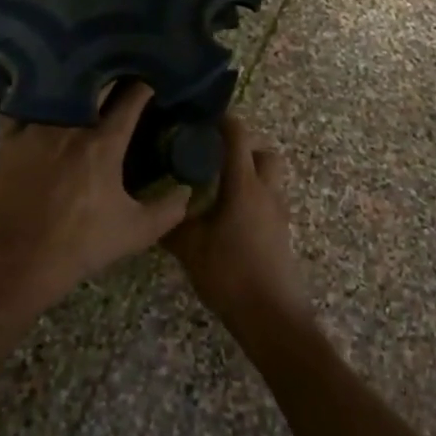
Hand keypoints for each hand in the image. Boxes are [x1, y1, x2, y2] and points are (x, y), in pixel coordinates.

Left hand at [0, 83, 189, 311]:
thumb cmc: (80, 246)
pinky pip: (23, 103)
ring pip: (60, 90)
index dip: (145, 87)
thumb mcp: (135, 233)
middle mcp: (71, 125)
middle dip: (112, 77)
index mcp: (104, 143)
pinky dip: (34, 94)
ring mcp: (37, 128)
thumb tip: (188, 190)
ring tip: (84, 76)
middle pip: (96, 84)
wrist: (18, 264)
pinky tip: (40, 90)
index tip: (152, 82)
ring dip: (76, 82)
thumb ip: (168, 210)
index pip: (132, 98)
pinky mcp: (9, 137)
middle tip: (120, 73)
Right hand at [165, 116, 309, 333]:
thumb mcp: (190, 248)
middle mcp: (266, 190)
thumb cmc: (230, 274)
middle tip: (214, 155)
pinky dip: (253, 197)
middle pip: (263, 153)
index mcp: (244, 184)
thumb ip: (172, 224)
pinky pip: (269, 200)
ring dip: (250, 173)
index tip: (202, 118)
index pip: (239, 136)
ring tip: (219, 186)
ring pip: (270, 177)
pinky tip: (229, 216)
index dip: (224, 121)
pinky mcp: (282, 232)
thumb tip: (153, 207)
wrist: (272, 317)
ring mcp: (278, 212)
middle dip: (243, 147)